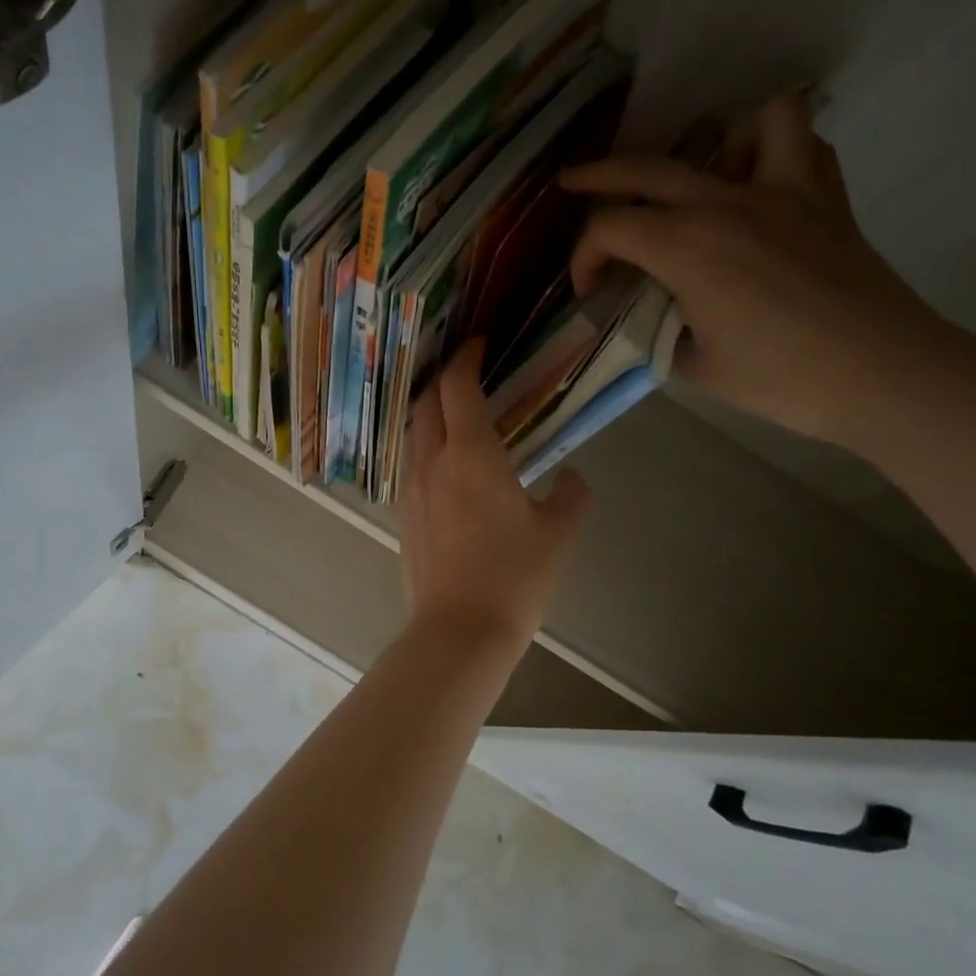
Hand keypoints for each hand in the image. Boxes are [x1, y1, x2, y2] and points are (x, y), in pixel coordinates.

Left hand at [399, 341, 591, 647]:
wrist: (459, 631)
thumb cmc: (513, 577)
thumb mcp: (558, 533)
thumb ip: (571, 496)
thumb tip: (571, 479)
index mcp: (470, 453)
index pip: (458, 386)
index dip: (467, 357)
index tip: (480, 343)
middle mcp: (432, 462)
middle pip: (426, 403)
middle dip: (443, 381)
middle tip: (469, 376)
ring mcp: (411, 490)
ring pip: (414, 435)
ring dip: (432, 415)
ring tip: (458, 418)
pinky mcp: (404, 517)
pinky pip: (412, 466)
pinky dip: (427, 449)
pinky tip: (448, 468)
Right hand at [561, 94, 966, 451]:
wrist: (881, 374)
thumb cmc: (781, 378)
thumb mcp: (695, 365)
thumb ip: (662, 327)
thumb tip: (660, 312)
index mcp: (687, 246)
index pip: (609, 229)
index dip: (585, 259)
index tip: (590, 290)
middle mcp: (728, 203)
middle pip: (646, 167)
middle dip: (597, 176)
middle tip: (572, 184)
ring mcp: (784, 191)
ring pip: (746, 123)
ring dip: (714, 144)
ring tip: (703, 179)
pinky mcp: (826, 198)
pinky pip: (802, 143)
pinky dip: (775, 151)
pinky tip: (760, 186)